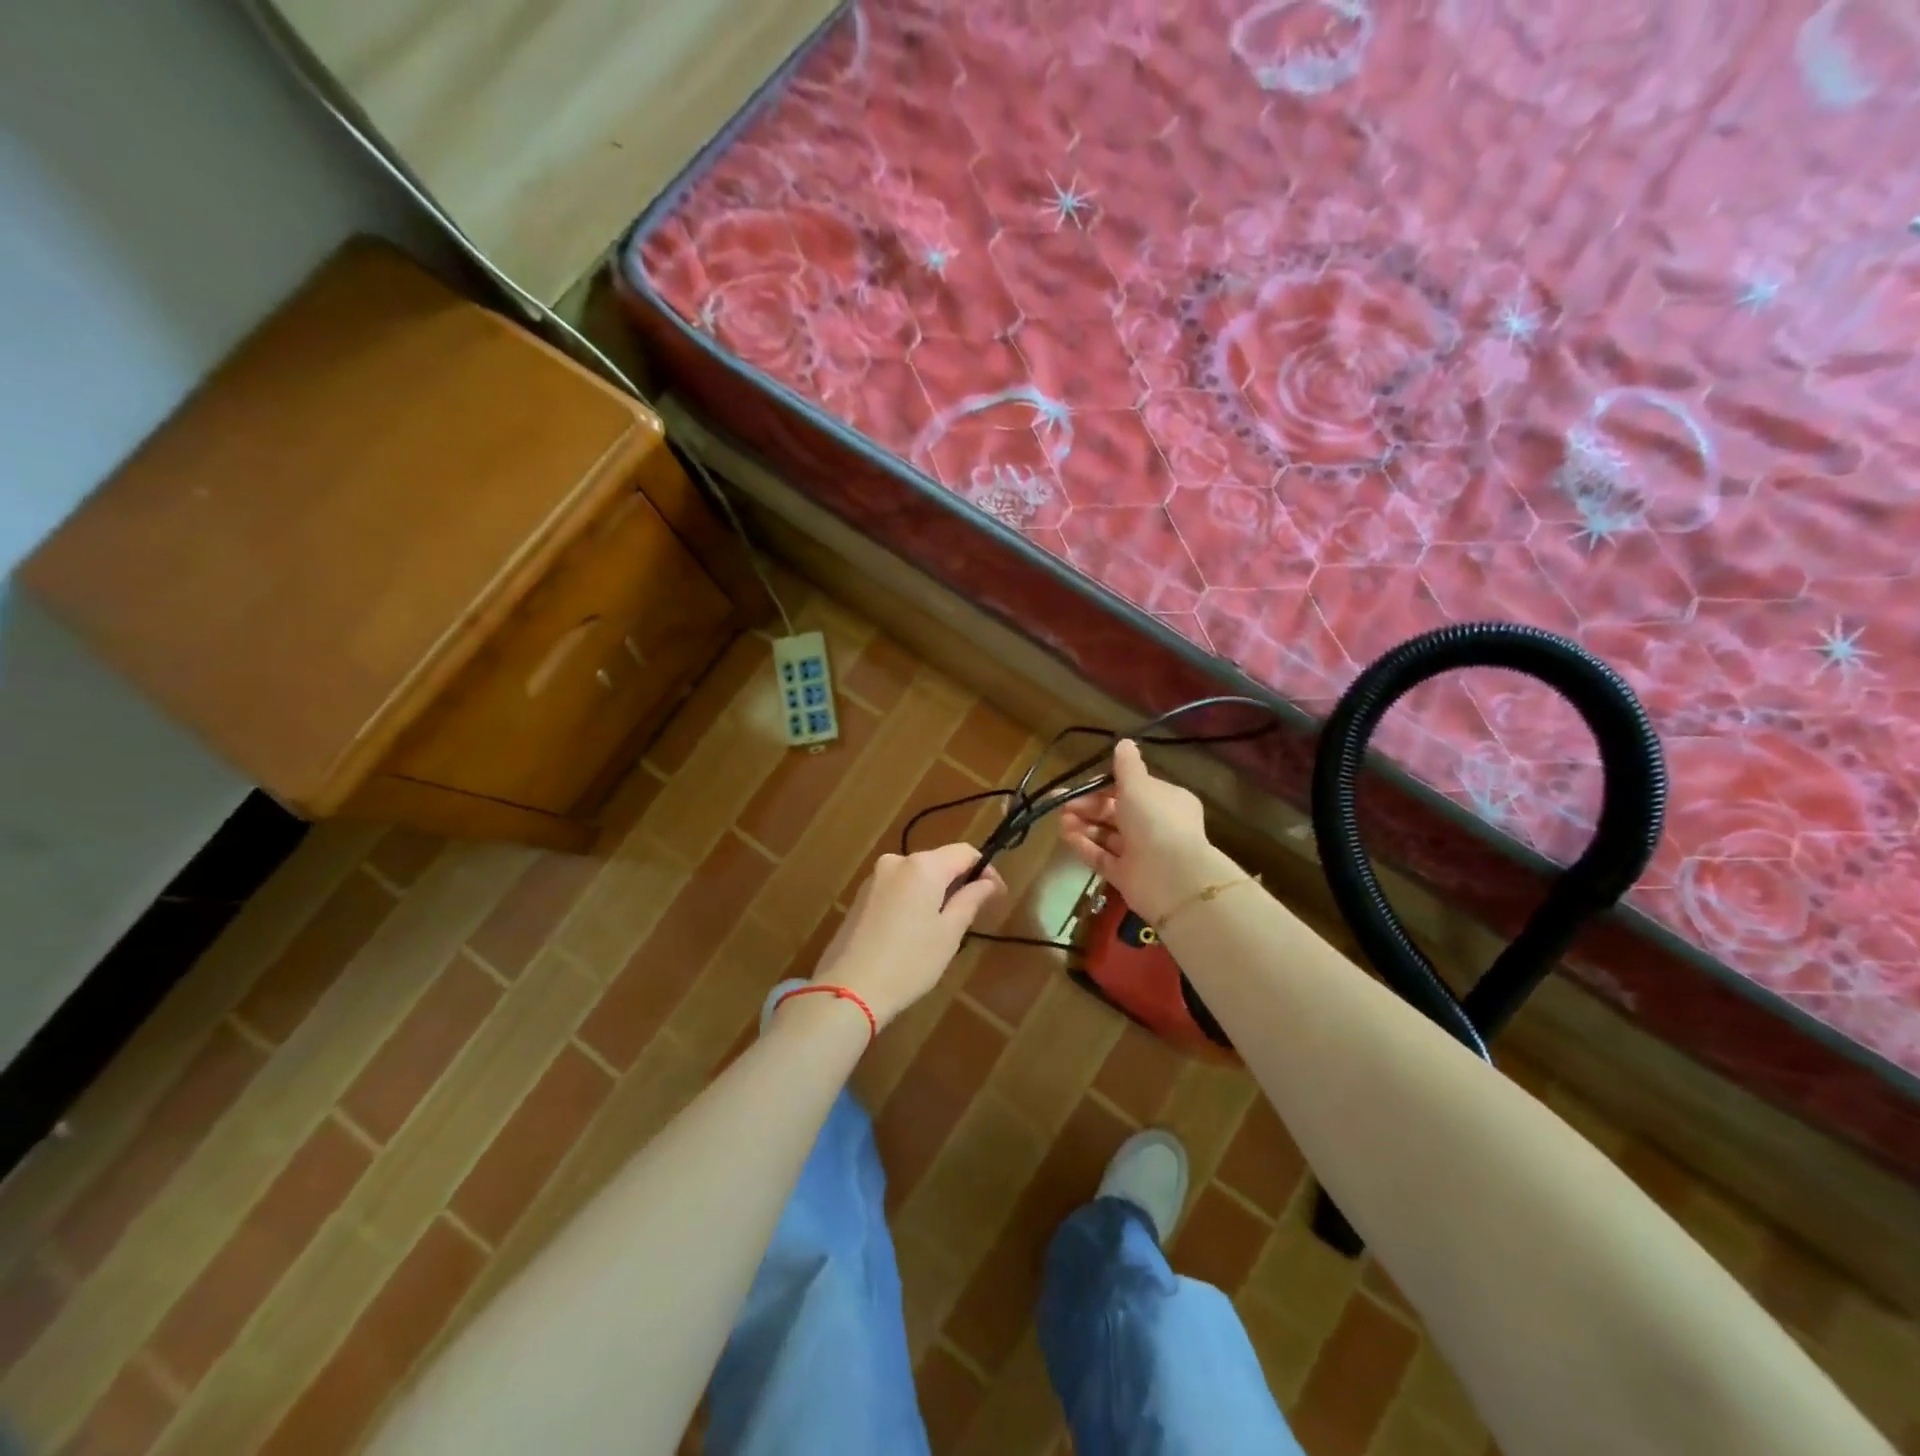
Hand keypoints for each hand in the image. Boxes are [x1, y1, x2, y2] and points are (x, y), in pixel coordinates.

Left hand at [807, 843, 1006, 1028]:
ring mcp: (874, 878)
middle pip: (939, 862)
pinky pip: (897, 889)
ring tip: (944, 928)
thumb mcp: (949, 933)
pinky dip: (913, 901)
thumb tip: (987, 882)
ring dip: (935, 893)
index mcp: (923, 866)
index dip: (986, 870)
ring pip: (916, 876)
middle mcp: (896, 862)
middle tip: (974, 915)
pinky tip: (914, 932)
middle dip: (959, 882)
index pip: (964, 852)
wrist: (849, 989)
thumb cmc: (909, 961)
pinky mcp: (860, 897)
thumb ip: (970, 900)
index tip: (997, 896)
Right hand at [1059, 739, 1226, 922]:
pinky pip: (1103, 858)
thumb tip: (1124, 742)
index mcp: (1165, 800)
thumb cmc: (1155, 820)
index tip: (1081, 785)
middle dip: (1088, 806)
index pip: (1131, 789)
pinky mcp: (1127, 876)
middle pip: (1115, 812)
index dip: (1103, 786)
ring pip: (1107, 835)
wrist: (1170, 876)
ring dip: (1084, 825)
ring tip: (1060, 820)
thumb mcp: (1138, 785)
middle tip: (1062, 804)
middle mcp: (1155, 825)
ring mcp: (1141, 853)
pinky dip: (1086, 846)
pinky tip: (1067, 836)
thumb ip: (1127, 766)